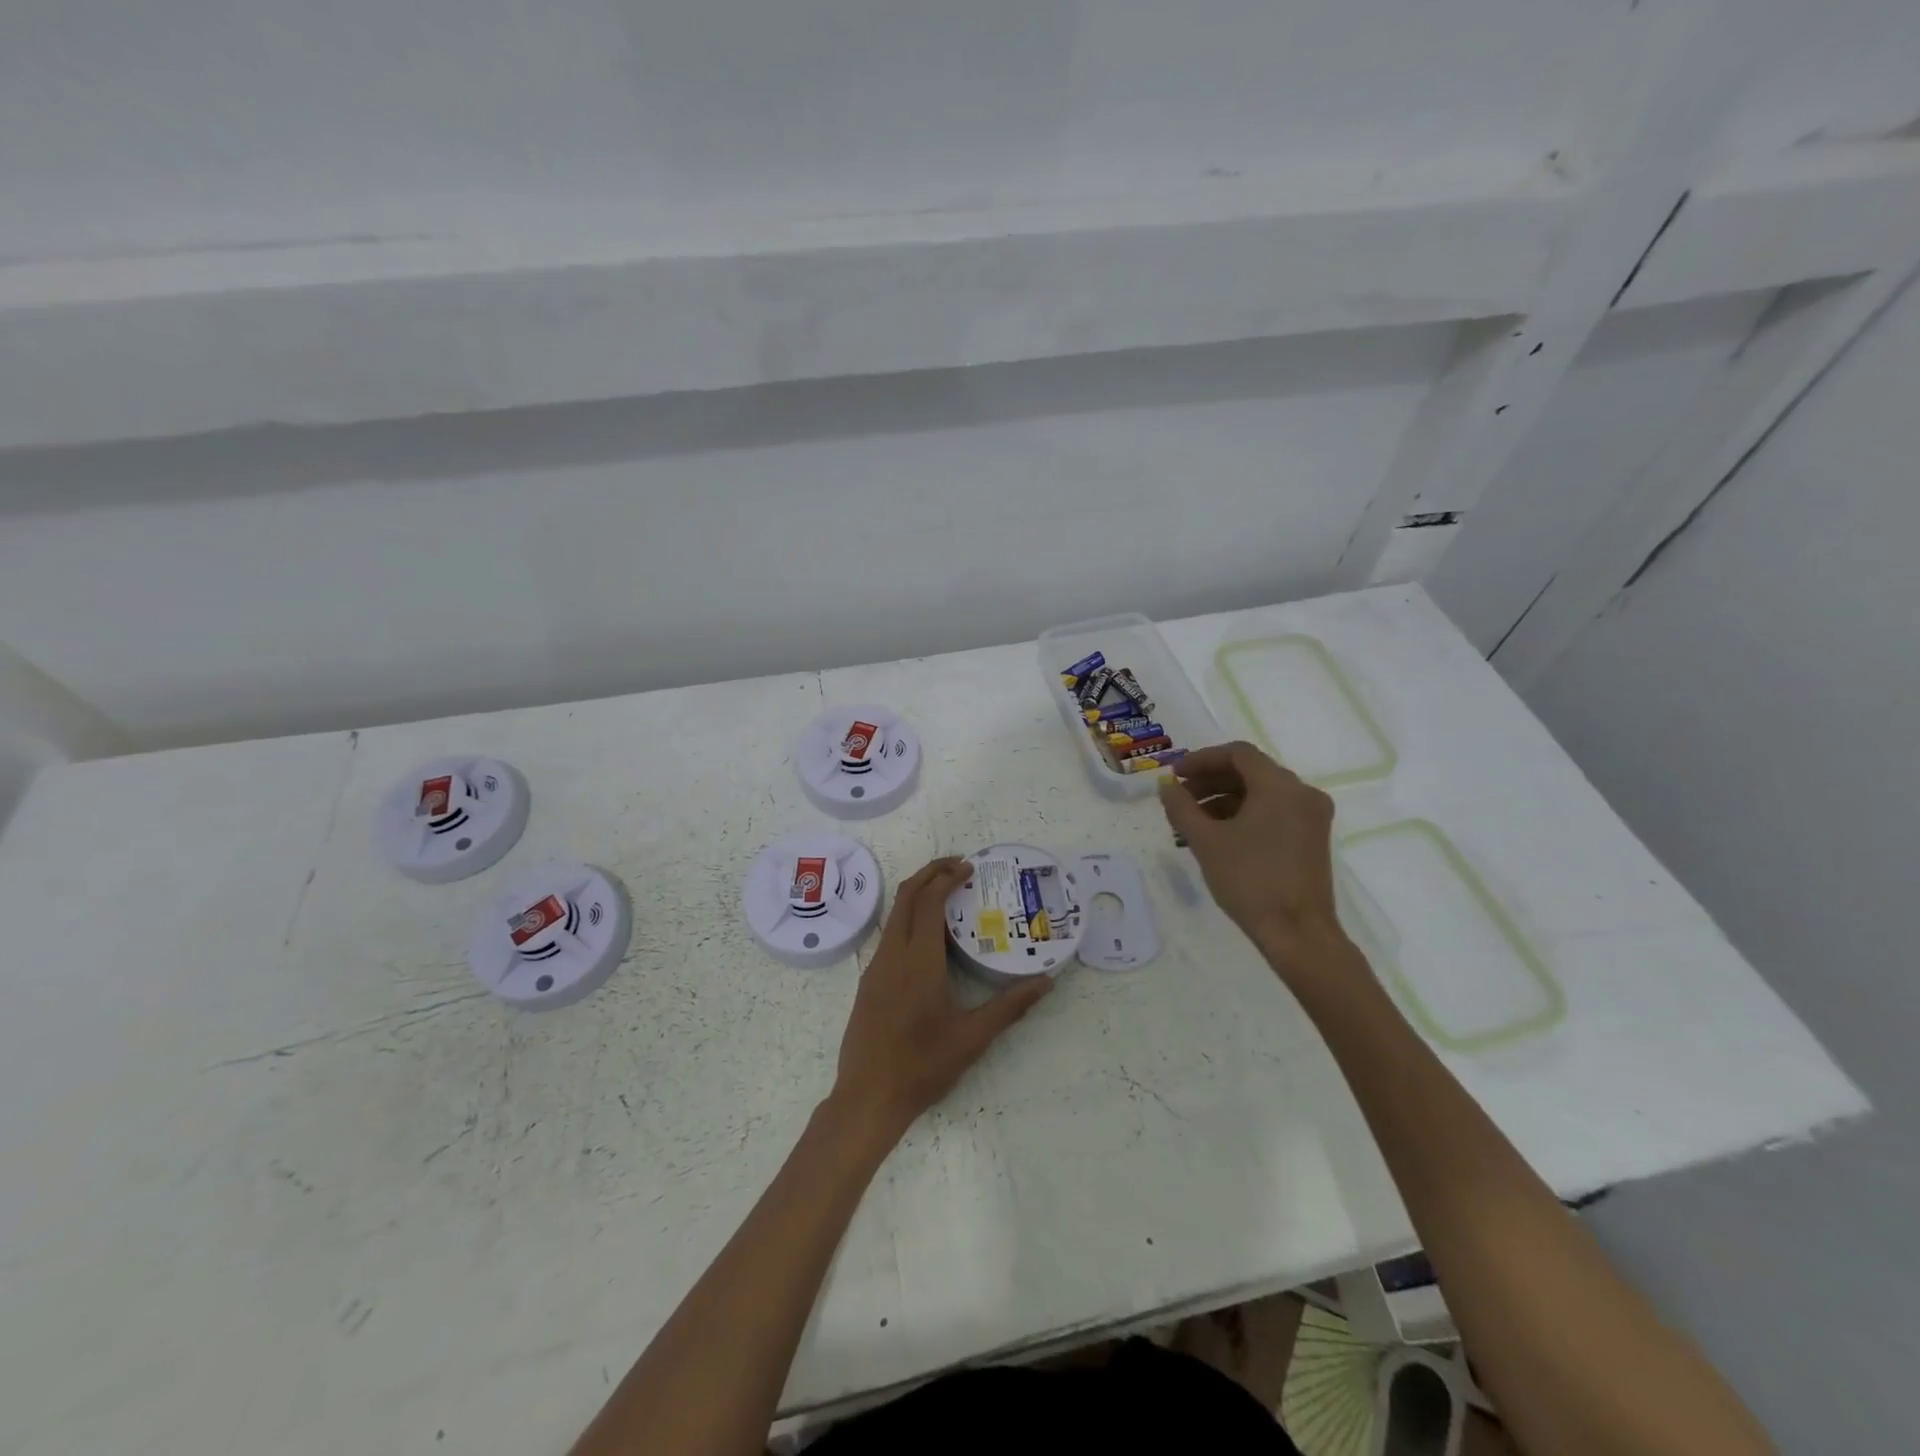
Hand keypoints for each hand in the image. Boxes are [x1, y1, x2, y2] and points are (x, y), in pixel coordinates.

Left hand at [829, 857, 1054, 1144]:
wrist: (867, 1098)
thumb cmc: (922, 1066)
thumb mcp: (973, 1038)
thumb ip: (1011, 1006)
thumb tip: (1046, 981)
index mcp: (918, 960)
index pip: (929, 901)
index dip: (948, 878)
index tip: (969, 868)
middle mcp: (892, 954)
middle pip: (906, 896)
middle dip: (930, 874)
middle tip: (959, 867)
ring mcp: (876, 967)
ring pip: (894, 915)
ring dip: (918, 895)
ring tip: (948, 895)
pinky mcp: (869, 982)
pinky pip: (890, 935)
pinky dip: (909, 919)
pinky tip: (929, 938)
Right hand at [1157, 741, 1348, 963]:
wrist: (1298, 933)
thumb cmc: (1250, 880)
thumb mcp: (1206, 841)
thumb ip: (1181, 807)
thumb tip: (1166, 785)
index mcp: (1280, 786)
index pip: (1237, 754)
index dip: (1201, 759)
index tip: (1175, 775)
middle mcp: (1302, 793)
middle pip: (1250, 772)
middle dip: (1210, 781)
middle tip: (1179, 798)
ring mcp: (1311, 817)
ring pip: (1260, 794)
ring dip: (1223, 801)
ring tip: (1191, 823)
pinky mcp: (1311, 839)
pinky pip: (1273, 812)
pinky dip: (1243, 816)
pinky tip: (1217, 837)